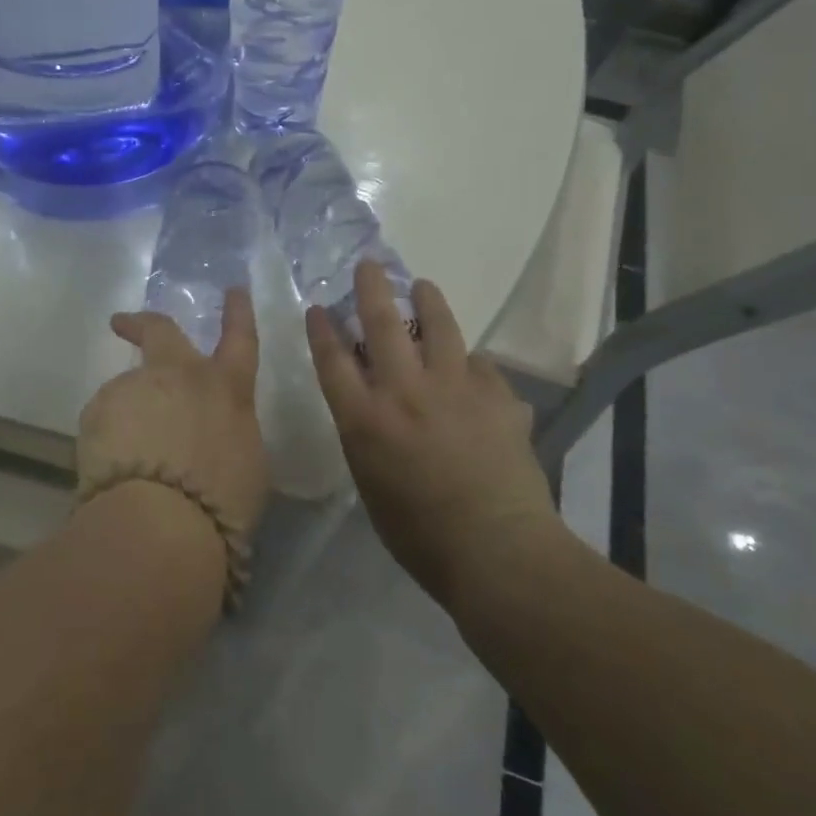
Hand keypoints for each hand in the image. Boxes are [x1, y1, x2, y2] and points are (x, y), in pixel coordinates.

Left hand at [78, 288, 269, 543]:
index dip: (239, 312)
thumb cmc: (220, 501)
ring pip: (129, 391)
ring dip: (130, 415)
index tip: (233, 289)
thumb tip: (213, 431)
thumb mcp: (247, 465)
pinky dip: (109, 440)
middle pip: (160, 331)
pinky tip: (113, 472)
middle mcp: (178, 376)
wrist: (160, 521)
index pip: (240, 338)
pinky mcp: (97, 410)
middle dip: (143, 323)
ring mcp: (134, 387)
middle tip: (122, 322)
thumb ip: (228, 432)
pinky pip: (105, 421)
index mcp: (225, 388)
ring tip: (130, 461)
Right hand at [306, 261, 558, 607]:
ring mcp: (454, 388)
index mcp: (365, 419)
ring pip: (439, 326)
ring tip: (424, 287)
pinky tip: (472, 370)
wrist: (497, 550)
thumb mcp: (371, 482)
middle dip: (371, 287)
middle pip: (382, 322)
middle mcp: (405, 391)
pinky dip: (471, 364)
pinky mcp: (496, 396)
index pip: (333, 359)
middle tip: (369, 265)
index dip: (322, 329)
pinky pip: (480, 366)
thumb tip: (373, 401)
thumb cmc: (419, 534)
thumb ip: (367, 433)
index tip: (318, 307)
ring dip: (428, 301)